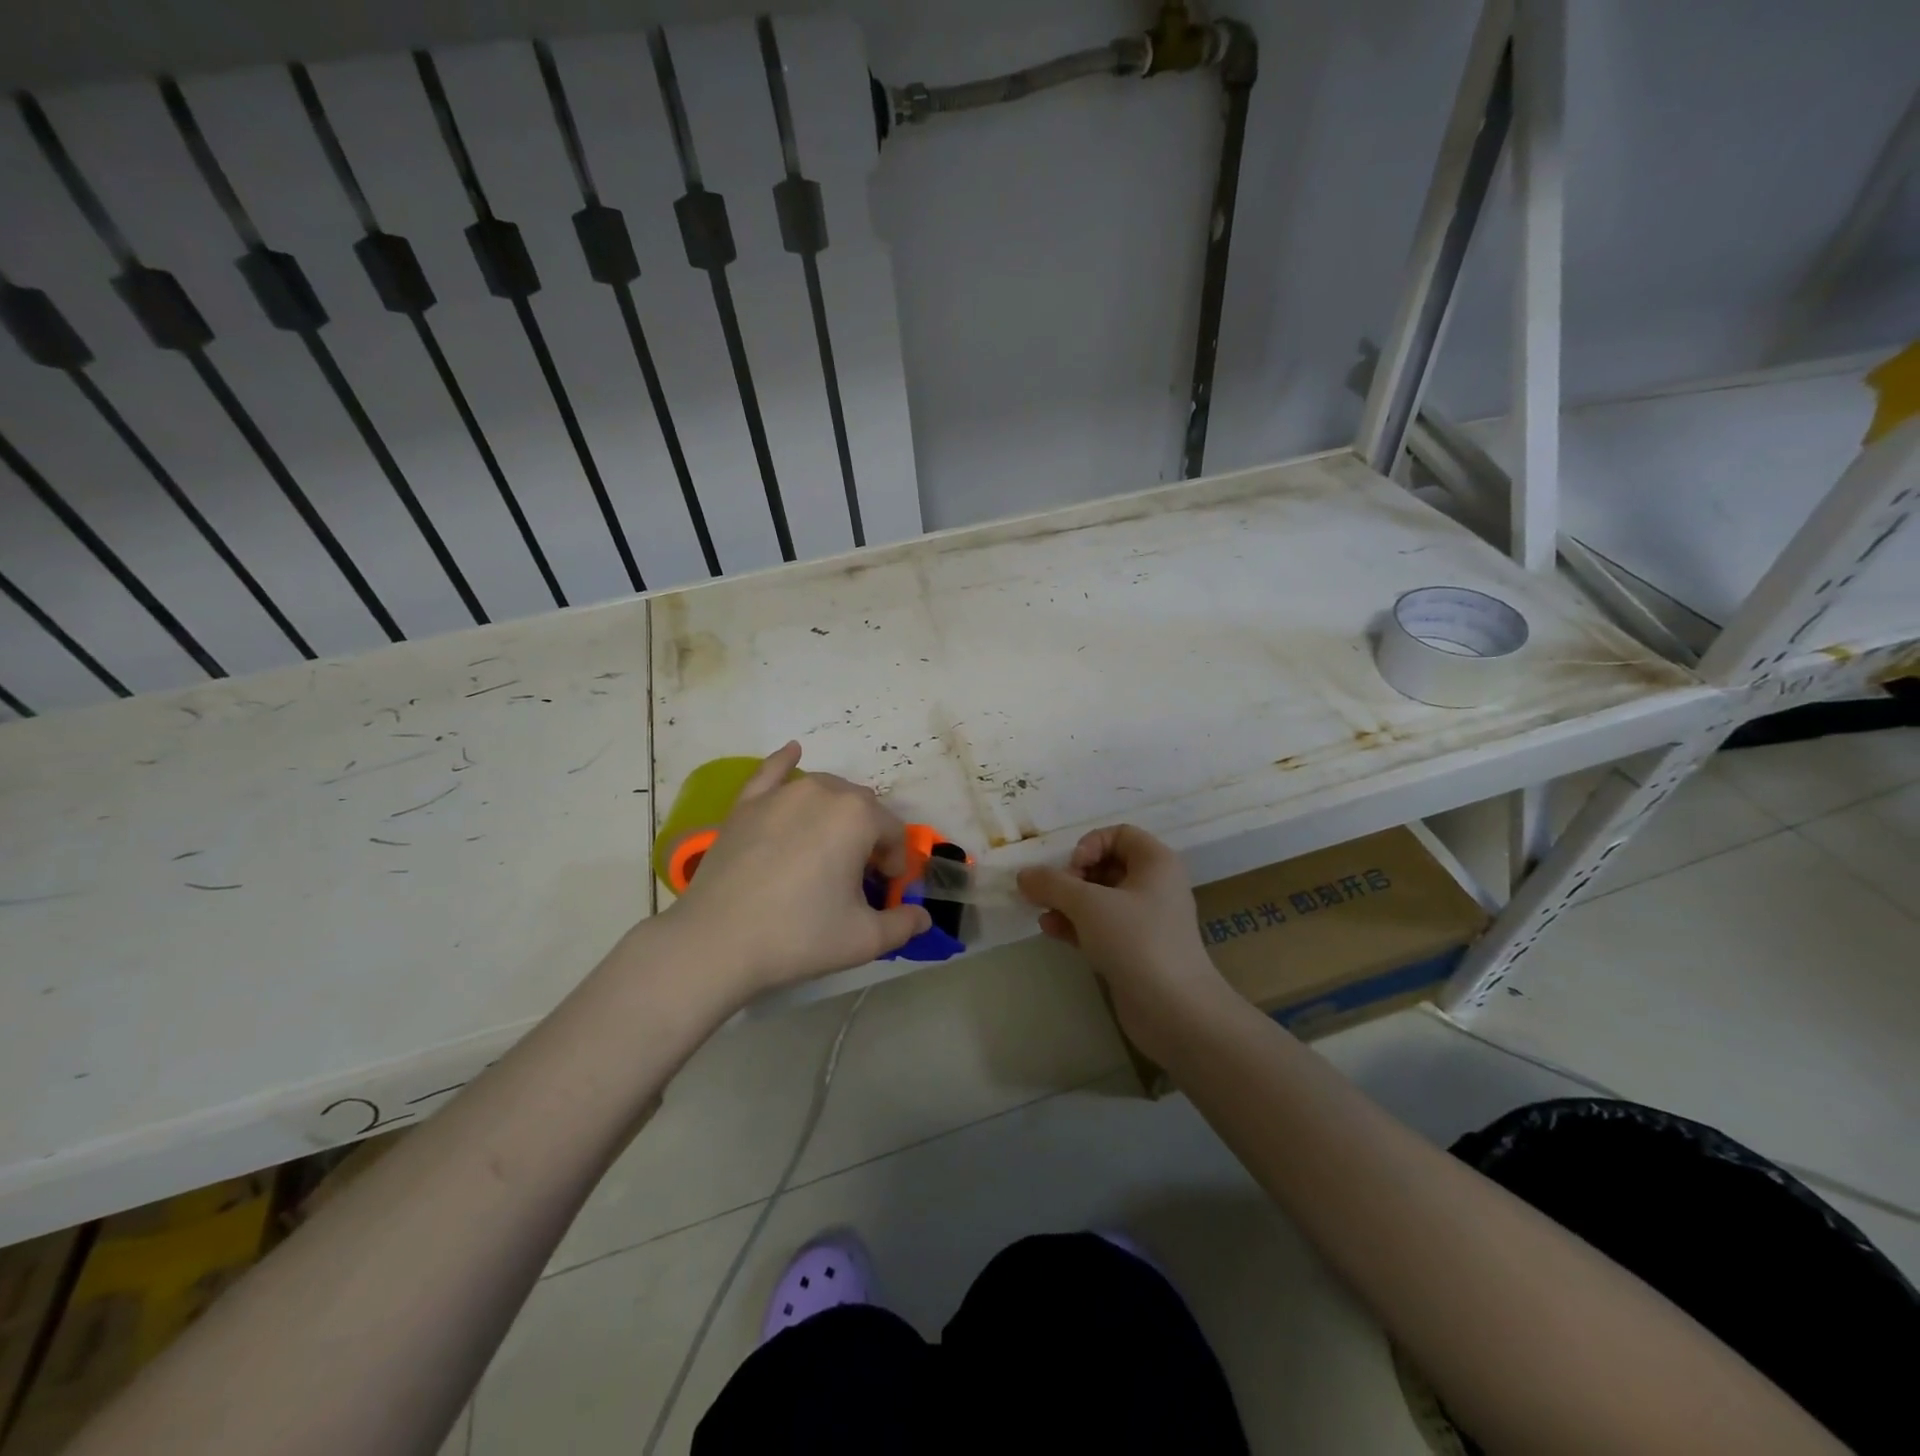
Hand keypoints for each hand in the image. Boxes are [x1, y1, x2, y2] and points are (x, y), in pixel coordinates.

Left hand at [664, 742, 930, 1002]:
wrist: (716, 941)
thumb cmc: (799, 936)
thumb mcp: (864, 939)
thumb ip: (903, 925)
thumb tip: (923, 919)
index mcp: (858, 816)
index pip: (893, 832)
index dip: (895, 863)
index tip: (884, 891)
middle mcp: (823, 791)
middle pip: (862, 807)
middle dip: (869, 836)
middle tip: (856, 877)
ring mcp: (780, 794)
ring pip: (825, 789)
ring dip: (837, 811)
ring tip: (828, 847)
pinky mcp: (746, 804)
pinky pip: (773, 772)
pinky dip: (787, 762)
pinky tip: (793, 752)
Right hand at [1017, 825, 1228, 1062]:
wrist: (1174, 1010)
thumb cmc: (1136, 941)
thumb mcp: (1088, 904)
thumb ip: (1052, 884)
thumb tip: (1023, 874)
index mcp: (1156, 862)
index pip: (1119, 834)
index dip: (1090, 844)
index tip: (1072, 869)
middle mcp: (1155, 886)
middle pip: (1107, 865)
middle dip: (1073, 877)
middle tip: (1054, 893)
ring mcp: (1146, 921)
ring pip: (1101, 899)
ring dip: (1069, 902)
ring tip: (1042, 912)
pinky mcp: (1136, 950)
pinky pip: (1102, 927)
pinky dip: (1077, 925)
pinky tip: (1050, 931)